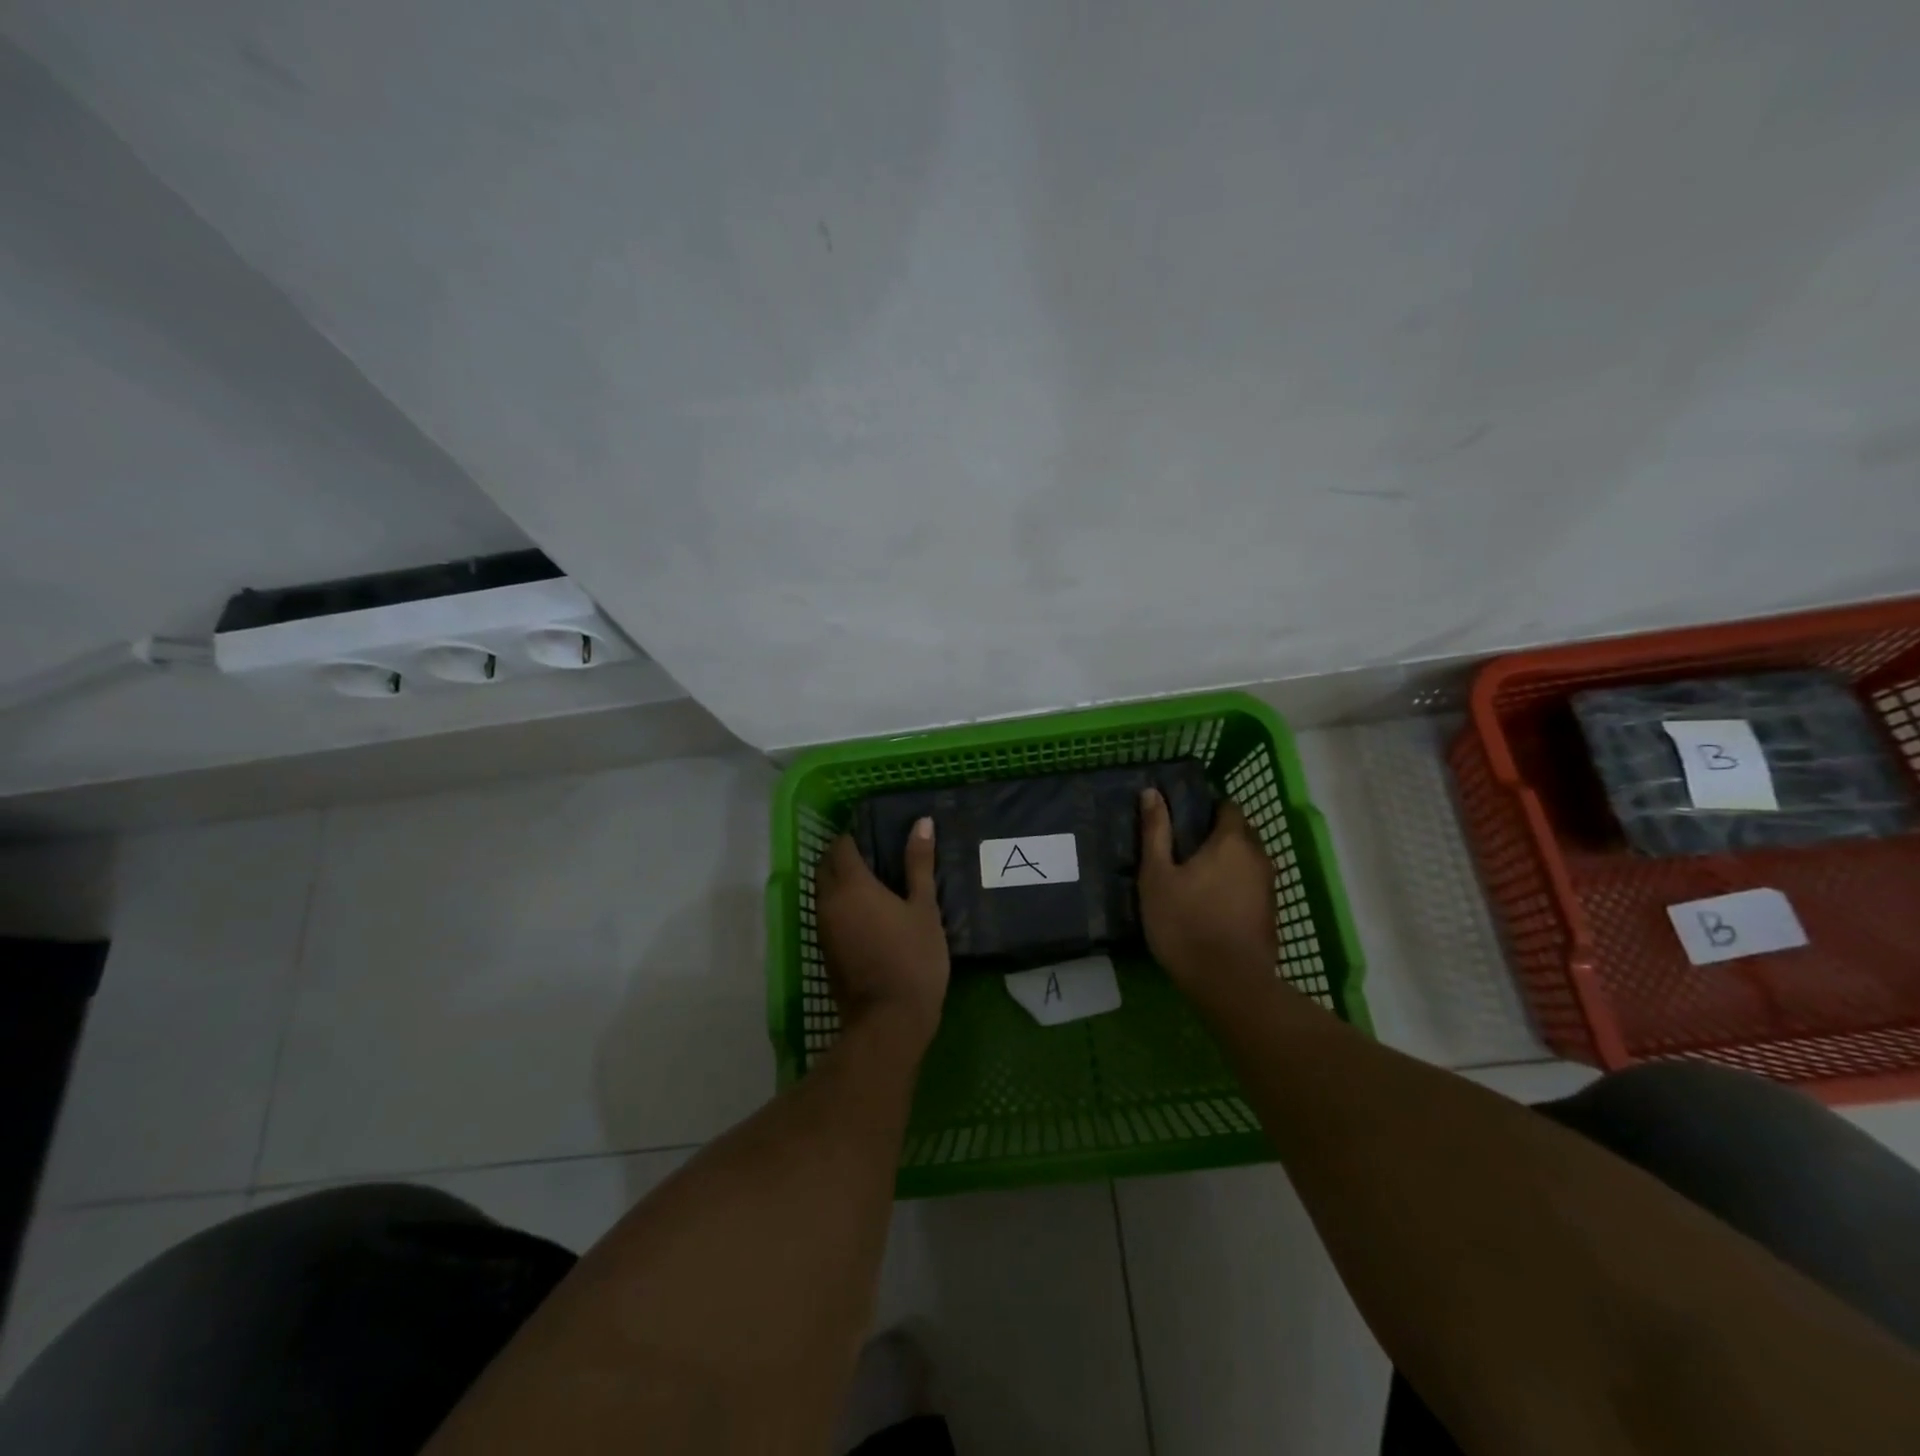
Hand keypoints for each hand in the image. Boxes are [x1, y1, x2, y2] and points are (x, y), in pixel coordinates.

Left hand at [817, 818, 949, 1051]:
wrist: (889, 1020)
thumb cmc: (913, 958)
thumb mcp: (924, 908)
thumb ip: (919, 863)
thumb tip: (922, 822)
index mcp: (851, 885)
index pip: (841, 846)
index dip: (854, 836)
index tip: (875, 833)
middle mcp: (829, 902)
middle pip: (826, 867)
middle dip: (843, 856)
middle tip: (875, 855)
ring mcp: (823, 928)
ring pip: (824, 892)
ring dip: (840, 881)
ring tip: (874, 882)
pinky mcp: (825, 951)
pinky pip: (827, 915)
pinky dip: (841, 905)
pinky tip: (867, 912)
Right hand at [1138, 789, 1276, 997]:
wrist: (1228, 981)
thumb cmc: (1184, 922)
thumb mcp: (1157, 875)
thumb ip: (1155, 832)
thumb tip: (1152, 792)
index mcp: (1231, 841)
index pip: (1228, 806)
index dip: (1209, 807)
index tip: (1186, 818)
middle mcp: (1257, 856)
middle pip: (1243, 832)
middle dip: (1220, 832)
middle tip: (1188, 846)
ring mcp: (1269, 886)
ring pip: (1250, 860)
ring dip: (1230, 860)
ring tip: (1199, 874)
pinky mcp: (1271, 913)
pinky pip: (1253, 884)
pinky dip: (1237, 884)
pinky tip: (1214, 901)